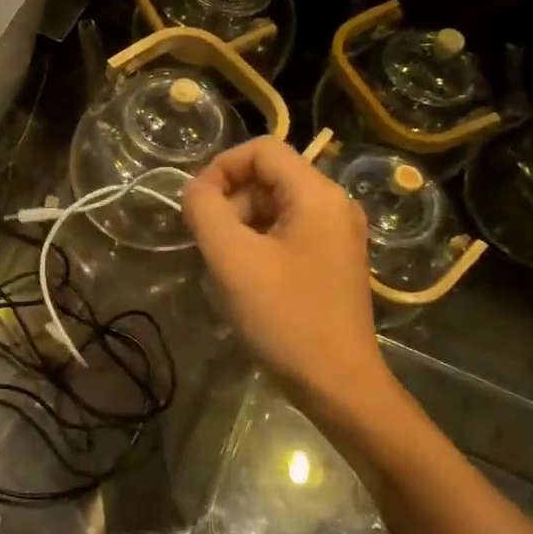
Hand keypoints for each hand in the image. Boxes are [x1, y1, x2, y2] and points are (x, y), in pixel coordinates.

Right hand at [182, 137, 392, 417]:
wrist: (338, 384)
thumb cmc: (285, 318)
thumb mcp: (233, 260)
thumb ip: (205, 211)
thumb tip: (194, 189)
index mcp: (318, 195)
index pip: (262, 149)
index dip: (221, 168)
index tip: (196, 206)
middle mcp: (334, 205)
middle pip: (268, 177)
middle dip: (230, 202)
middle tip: (212, 245)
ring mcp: (336, 234)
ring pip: (274, 206)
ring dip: (241, 226)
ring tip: (227, 266)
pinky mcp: (332, 260)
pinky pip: (286, 232)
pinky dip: (258, 244)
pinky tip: (247, 279)